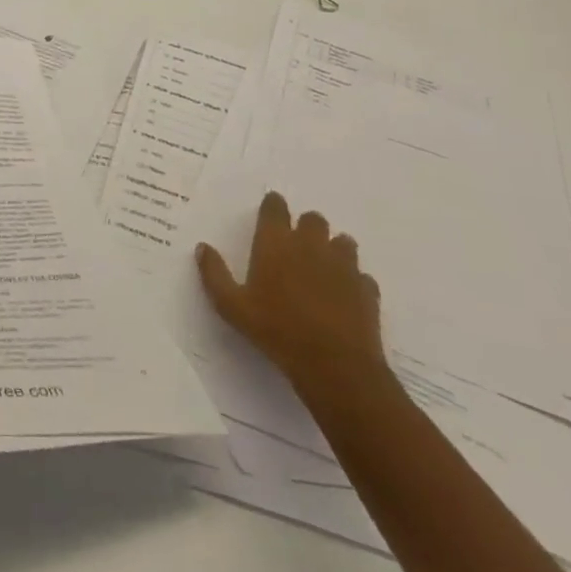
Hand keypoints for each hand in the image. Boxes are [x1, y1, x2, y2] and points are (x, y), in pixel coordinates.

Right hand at [196, 190, 386, 400]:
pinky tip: (345, 295)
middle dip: (306, 226)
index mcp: (276, 243)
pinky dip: (354, 280)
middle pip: (313, 219)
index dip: (273, 205)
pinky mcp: (367, 290)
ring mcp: (343, 266)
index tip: (270, 211)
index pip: (276, 207)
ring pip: (343, 242)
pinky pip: (362, 276)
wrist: (335, 366)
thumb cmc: (276, 330)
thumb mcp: (232, 306)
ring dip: (333, 248)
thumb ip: (214, 274)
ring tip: (323, 267)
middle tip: (296, 245)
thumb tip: (203, 247)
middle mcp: (311, 245)